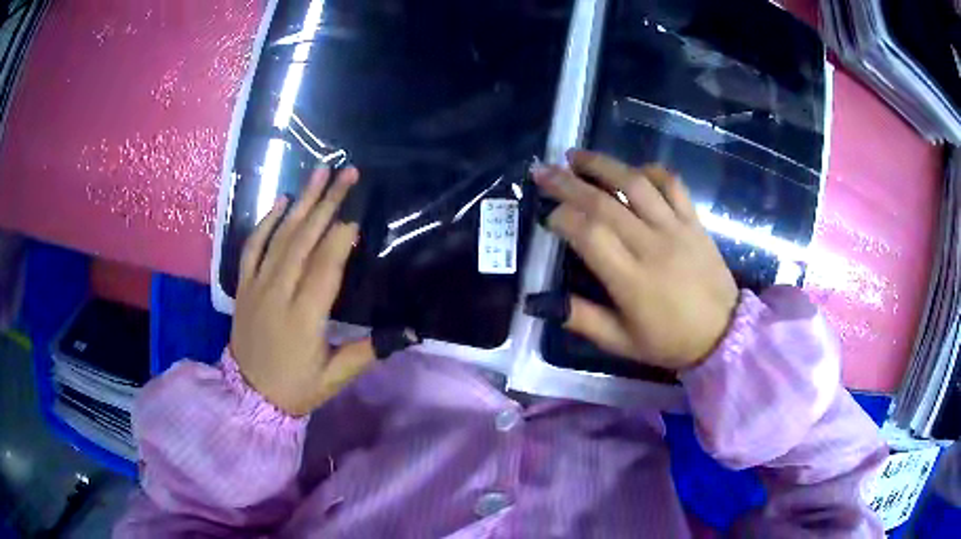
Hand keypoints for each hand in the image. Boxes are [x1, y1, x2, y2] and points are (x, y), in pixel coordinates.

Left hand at [230, 167, 373, 415]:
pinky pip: (253, 246)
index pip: (325, 266)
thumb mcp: (335, 377)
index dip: (342, 236)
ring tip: (319, 172)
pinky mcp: (244, 286)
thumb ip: (369, 351)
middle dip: (328, 203)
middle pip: (304, 239)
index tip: (358, 213)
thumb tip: (412, 332)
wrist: (249, 396)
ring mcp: (257, 285)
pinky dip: (265, 221)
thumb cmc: (296, 388)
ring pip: (280, 236)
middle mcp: (278, 293)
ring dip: (301, 202)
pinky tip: (280, 201)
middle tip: (347, 173)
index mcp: (304, 317)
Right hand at [526, 150, 738, 369]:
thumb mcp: (621, 343)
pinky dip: (649, 170)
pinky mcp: (694, 220)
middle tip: (543, 171)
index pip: (588, 234)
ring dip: (602, 165)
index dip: (562, 218)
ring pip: (636, 184)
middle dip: (567, 183)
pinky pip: (672, 184)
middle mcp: (651, 245)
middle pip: (604, 203)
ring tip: (576, 157)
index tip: (547, 216)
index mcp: (631, 280)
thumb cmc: (670, 341)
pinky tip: (631, 170)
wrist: (723, 334)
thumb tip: (539, 301)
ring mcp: (676, 228)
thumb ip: (582, 319)